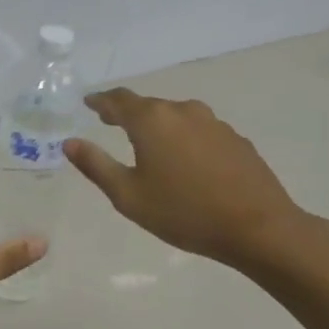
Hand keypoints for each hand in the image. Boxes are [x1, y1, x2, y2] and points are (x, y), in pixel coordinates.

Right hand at [63, 88, 313, 272]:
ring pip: (175, 116)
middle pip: (147, 105)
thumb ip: (96, 165)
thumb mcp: (128, 195)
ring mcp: (213, 123)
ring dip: (157, 125)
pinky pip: (198, 130)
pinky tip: (184, 160)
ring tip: (146, 142)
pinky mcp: (235, 139)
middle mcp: (182, 111)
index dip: (100, 101)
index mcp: (151, 120)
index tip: (88, 103)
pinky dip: (182, 137)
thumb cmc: (184, 213)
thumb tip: (69, 142)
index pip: (118, 100)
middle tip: (110, 122)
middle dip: (127, 112)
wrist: (259, 228)